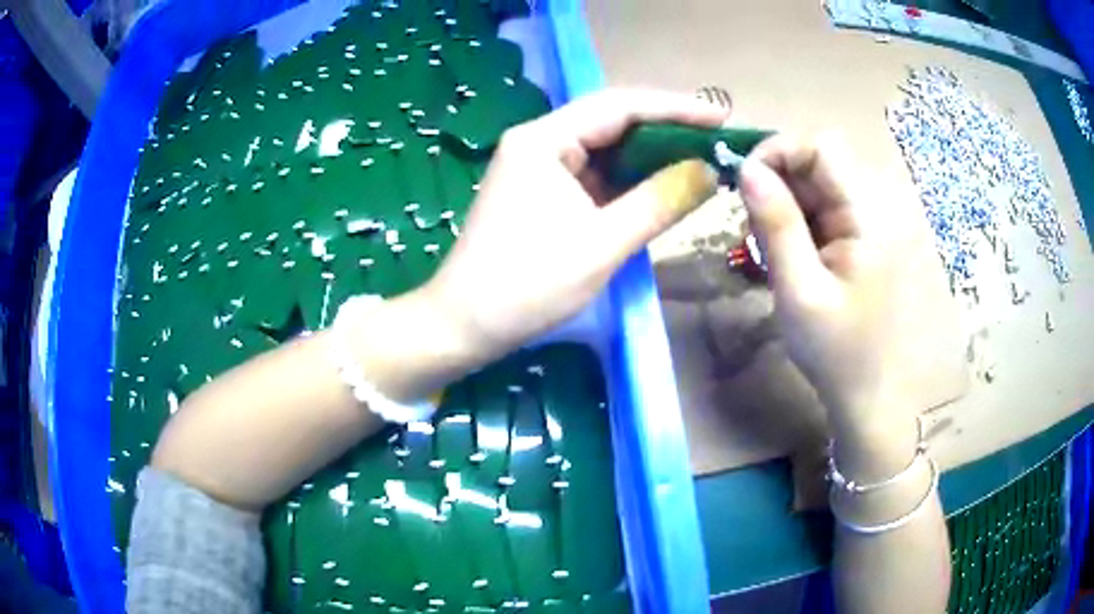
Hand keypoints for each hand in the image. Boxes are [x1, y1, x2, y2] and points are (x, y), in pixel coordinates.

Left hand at [422, 89, 727, 364]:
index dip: (676, 109)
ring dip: (651, 159)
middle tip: (718, 143)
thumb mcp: (601, 244)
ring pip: (607, 151)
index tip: (722, 118)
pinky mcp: (543, 194)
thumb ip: (659, 202)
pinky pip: (595, 178)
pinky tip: (662, 188)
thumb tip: (709, 169)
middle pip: (613, 123)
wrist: (464, 327)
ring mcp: (539, 168)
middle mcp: (540, 142)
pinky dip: (630, 183)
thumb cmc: (526, 286)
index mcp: (544, 140)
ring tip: (701, 163)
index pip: (620, 106)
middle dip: (666, 132)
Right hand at [737, 133, 904, 433]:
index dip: (778, 152)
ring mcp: (866, 224)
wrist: (867, 394)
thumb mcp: (798, 289)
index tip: (744, 184)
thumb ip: (776, 224)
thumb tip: (746, 169)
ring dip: (782, 205)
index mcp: (867, 216)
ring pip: (814, 185)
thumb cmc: (836, 351)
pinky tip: (787, 257)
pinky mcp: (858, 239)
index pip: (821, 146)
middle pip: (817, 162)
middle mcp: (872, 208)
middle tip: (752, 227)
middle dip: (777, 182)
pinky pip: (820, 209)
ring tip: (768, 250)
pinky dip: (795, 223)